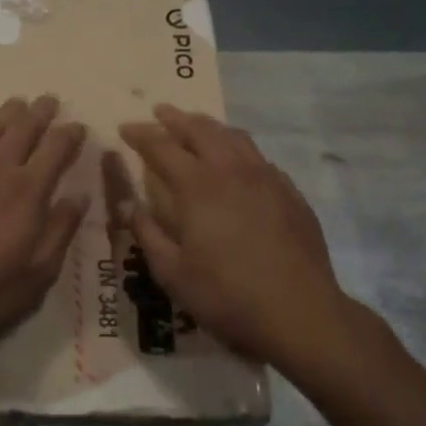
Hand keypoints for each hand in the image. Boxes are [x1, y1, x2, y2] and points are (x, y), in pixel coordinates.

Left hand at [0, 95, 87, 352]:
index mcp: (28, 191)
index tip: (79, 126)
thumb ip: (62, 229)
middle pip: (22, 128)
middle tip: (50, 99)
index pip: (56, 148)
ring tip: (18, 103)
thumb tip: (80, 195)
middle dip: (40, 111)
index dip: (70, 134)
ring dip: (6, 113)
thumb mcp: (40, 271)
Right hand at [117, 106, 346, 367]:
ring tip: (196, 127)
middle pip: (200, 130)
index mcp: (197, 186)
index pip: (162, 147)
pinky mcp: (290, 193)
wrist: (300, 312)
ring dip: (209, 127)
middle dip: (176, 119)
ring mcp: (266, 178)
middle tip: (159, 113)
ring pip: (234, 137)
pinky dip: (238, 149)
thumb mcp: (172, 272)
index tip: (125, 128)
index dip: (141, 134)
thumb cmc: (226, 295)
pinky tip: (237, 162)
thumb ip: (147, 233)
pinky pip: (259, 157)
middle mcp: (232, 170)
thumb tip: (129, 205)